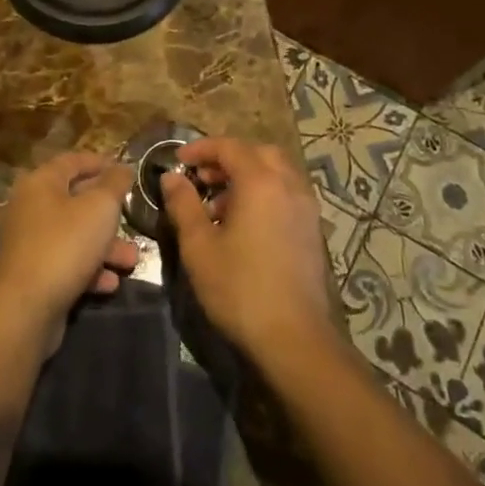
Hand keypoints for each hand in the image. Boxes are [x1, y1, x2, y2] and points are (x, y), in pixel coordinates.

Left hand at [0, 152, 139, 355]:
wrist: (24, 309)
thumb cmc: (64, 246)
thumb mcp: (99, 208)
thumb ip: (114, 184)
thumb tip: (122, 168)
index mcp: (41, 182)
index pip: (72, 161)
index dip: (100, 163)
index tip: (126, 170)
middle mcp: (30, 207)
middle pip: (76, 200)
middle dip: (109, 213)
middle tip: (134, 221)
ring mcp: (29, 242)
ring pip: (75, 235)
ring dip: (105, 246)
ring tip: (131, 260)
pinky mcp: (33, 273)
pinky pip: (66, 262)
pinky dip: (89, 269)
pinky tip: (110, 283)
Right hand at [162, 138, 334, 364]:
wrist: (294, 338)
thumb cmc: (240, 288)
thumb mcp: (199, 246)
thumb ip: (183, 204)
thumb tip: (172, 178)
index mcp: (261, 182)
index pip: (230, 147)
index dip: (201, 149)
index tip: (179, 161)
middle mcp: (289, 186)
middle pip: (258, 153)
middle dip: (228, 158)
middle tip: (202, 178)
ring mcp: (306, 208)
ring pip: (276, 173)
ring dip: (247, 176)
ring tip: (219, 206)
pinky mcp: (312, 231)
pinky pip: (287, 194)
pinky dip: (264, 194)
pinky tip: (245, 225)